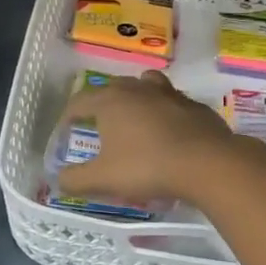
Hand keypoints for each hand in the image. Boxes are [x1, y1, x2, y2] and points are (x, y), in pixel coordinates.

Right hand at [55, 70, 258, 207]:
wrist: (206, 163)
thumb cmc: (147, 167)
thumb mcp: (103, 179)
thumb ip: (76, 180)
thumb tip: (59, 179)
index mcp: (111, 101)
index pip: (80, 101)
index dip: (69, 115)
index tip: (66, 130)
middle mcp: (138, 89)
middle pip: (113, 87)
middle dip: (102, 102)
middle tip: (98, 123)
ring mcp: (170, 94)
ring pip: (146, 84)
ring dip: (136, 97)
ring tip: (134, 115)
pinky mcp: (195, 106)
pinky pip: (173, 102)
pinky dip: (165, 112)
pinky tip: (168, 132)